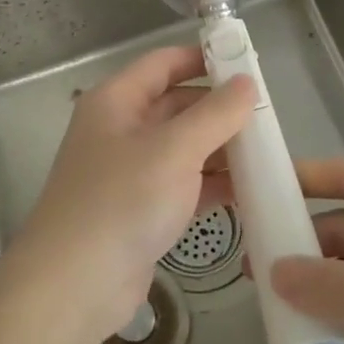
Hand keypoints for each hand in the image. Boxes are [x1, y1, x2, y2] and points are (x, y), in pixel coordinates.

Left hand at [9, 45, 252, 341]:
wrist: (74, 285)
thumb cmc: (122, 201)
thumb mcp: (174, 149)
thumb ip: (215, 114)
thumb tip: (247, 82)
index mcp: (117, 101)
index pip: (163, 63)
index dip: (203, 58)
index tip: (248, 63)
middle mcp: (121, 129)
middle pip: (176, 106)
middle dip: (219, 110)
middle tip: (269, 116)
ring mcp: (130, 172)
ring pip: (183, 148)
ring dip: (221, 150)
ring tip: (269, 154)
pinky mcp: (141, 210)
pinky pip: (183, 185)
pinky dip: (213, 185)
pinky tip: (251, 192)